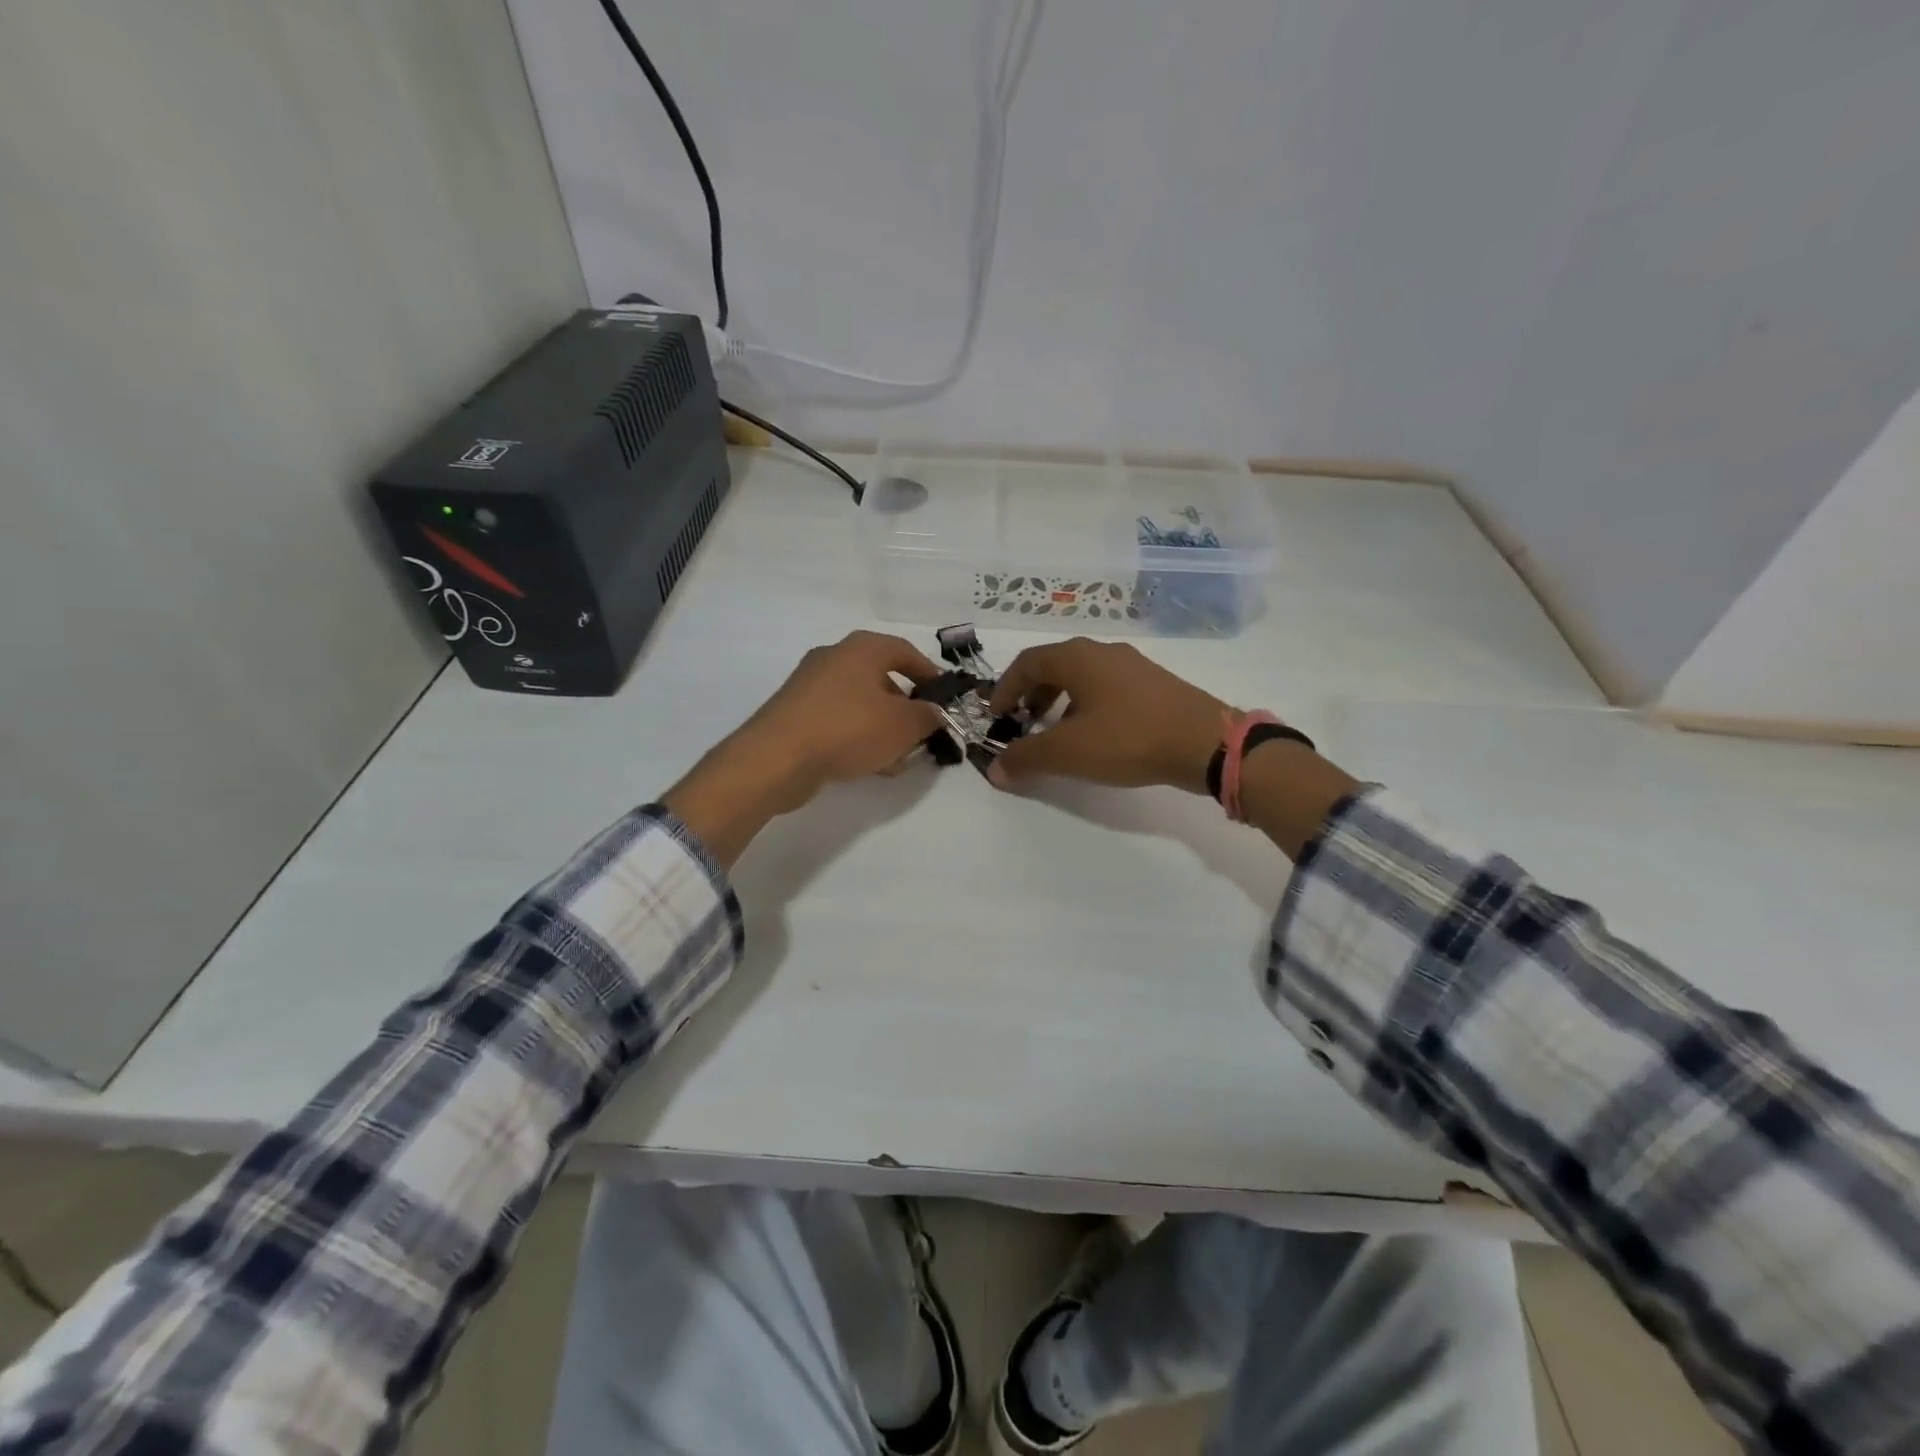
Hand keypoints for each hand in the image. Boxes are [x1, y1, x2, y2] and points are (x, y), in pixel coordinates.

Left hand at [664, 632, 944, 864]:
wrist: (778, 757)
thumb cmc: (849, 728)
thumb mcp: (904, 725)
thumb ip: (927, 717)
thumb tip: (934, 712)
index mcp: (862, 648)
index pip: (906, 652)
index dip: (929, 674)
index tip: (944, 698)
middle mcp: (834, 658)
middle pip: (881, 678)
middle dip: (905, 707)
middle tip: (921, 733)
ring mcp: (810, 686)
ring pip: (860, 703)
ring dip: (883, 727)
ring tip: (898, 759)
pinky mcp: (795, 713)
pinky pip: (838, 721)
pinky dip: (857, 737)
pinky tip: (870, 766)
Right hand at [986, 638, 1229, 793]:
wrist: (1206, 742)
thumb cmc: (1128, 738)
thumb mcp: (1068, 752)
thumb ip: (1026, 758)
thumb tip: (995, 769)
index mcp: (1077, 658)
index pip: (1027, 662)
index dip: (1005, 688)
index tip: (996, 716)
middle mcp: (1103, 652)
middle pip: (1054, 666)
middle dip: (1032, 694)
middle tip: (1023, 723)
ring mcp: (1133, 665)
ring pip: (1082, 676)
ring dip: (1060, 700)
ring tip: (1057, 732)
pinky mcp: (1155, 684)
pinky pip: (1107, 687)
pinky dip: (1087, 705)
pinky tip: (1096, 734)